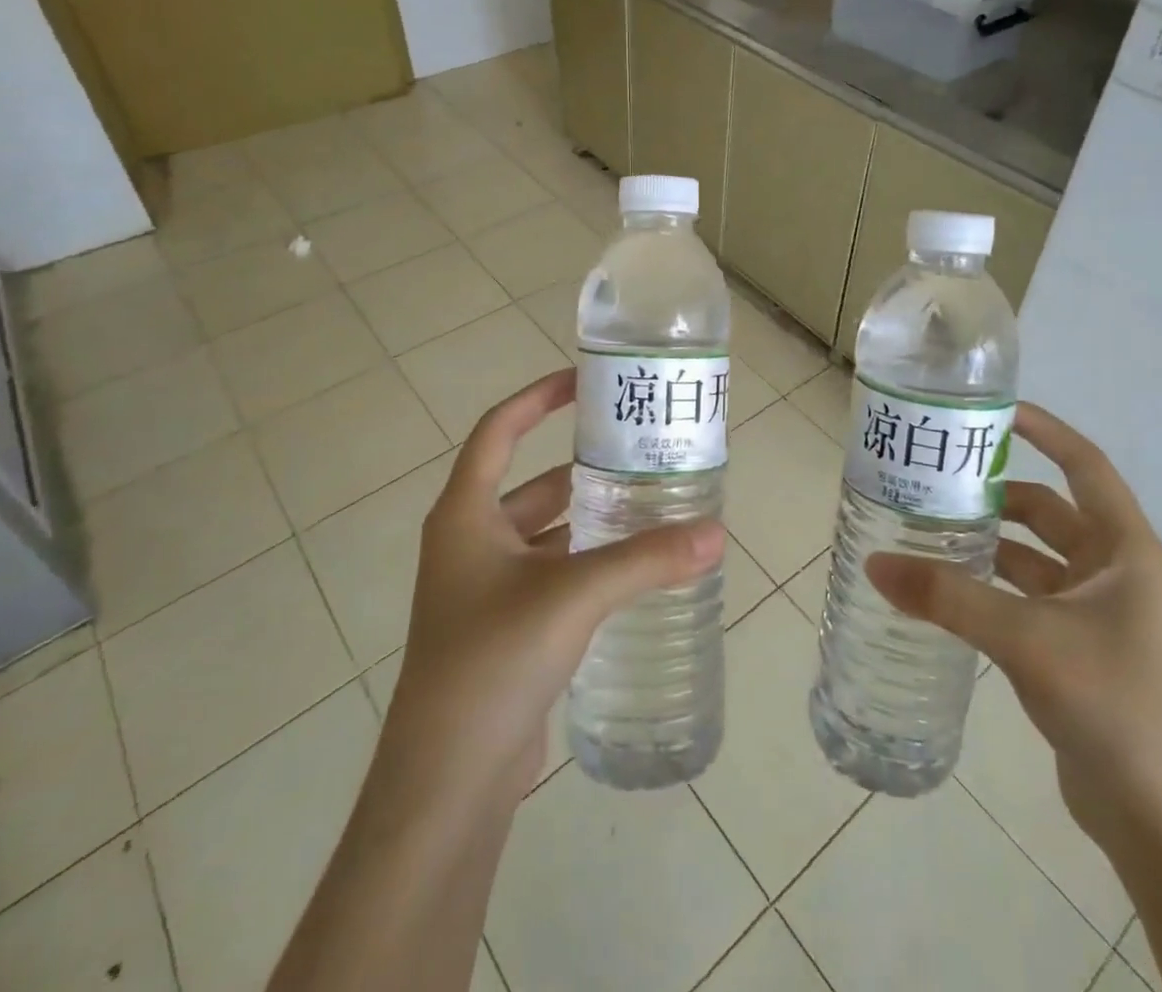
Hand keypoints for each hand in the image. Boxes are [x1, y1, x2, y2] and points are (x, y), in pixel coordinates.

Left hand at [374, 368, 727, 810]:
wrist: (447, 780)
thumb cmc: (493, 660)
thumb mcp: (573, 596)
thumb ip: (645, 560)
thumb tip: (715, 534)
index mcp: (465, 514)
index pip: (500, 430)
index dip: (538, 398)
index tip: (584, 381)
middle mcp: (469, 541)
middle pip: (532, 483)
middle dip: (583, 468)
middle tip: (640, 454)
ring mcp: (484, 588)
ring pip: (545, 533)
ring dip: (589, 519)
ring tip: (648, 506)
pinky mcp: (504, 628)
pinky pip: (550, 574)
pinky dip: (585, 563)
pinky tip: (631, 570)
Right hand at [867, 403, 1161, 847]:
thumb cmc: (1112, 703)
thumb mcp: (1025, 639)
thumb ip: (948, 598)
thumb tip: (875, 564)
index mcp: (1126, 550)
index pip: (1085, 465)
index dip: (1044, 431)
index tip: (992, 412)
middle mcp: (1117, 572)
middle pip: (1051, 511)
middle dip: (999, 493)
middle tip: (939, 479)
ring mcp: (1099, 613)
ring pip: (1035, 557)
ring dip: (990, 542)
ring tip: (930, 529)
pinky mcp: (1079, 648)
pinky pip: (1028, 596)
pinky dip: (991, 585)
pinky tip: (949, 590)